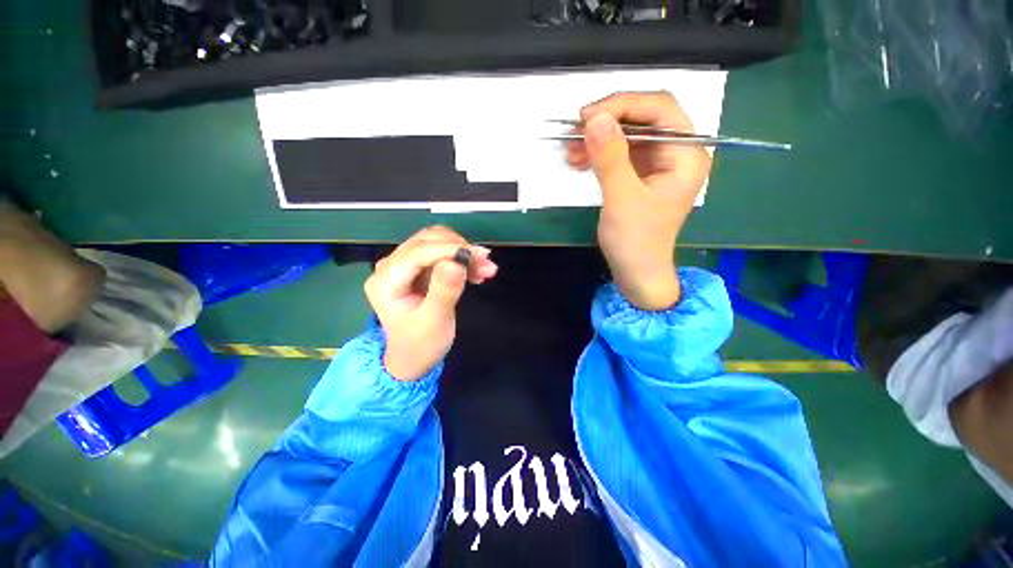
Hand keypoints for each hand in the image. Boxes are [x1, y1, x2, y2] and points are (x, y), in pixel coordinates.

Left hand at [364, 226, 497, 380]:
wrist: (413, 359)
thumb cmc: (421, 345)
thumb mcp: (435, 322)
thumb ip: (444, 291)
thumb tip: (456, 261)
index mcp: (385, 281)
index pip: (419, 252)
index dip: (450, 249)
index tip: (480, 256)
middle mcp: (390, 267)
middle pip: (427, 241)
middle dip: (460, 248)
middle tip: (487, 263)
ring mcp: (403, 266)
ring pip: (437, 243)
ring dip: (463, 252)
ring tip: (486, 268)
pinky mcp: (417, 269)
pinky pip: (441, 254)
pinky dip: (461, 259)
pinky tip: (477, 272)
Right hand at [565, 92, 711, 309]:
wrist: (637, 273)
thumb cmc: (636, 242)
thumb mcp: (622, 200)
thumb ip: (610, 159)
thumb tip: (595, 119)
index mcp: (686, 155)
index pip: (660, 109)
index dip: (623, 105)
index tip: (586, 117)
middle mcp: (677, 153)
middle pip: (644, 118)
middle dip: (607, 122)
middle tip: (574, 131)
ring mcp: (659, 164)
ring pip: (629, 135)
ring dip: (598, 139)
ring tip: (569, 149)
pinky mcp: (642, 175)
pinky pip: (620, 154)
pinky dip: (599, 154)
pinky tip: (578, 160)